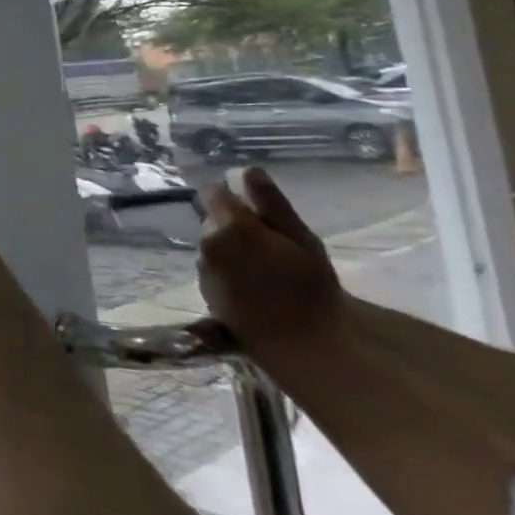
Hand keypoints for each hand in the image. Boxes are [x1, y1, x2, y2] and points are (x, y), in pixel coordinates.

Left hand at [197, 167, 346, 352]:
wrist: (304, 344)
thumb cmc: (312, 288)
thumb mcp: (301, 239)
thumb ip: (271, 202)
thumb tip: (247, 170)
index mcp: (229, 226)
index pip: (212, 192)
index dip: (230, 194)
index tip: (253, 207)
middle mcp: (207, 243)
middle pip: (213, 219)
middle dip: (233, 223)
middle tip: (271, 243)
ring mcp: (202, 268)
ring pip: (211, 243)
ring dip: (229, 246)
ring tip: (265, 267)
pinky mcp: (204, 291)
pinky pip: (212, 267)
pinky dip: (226, 268)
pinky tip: (253, 285)